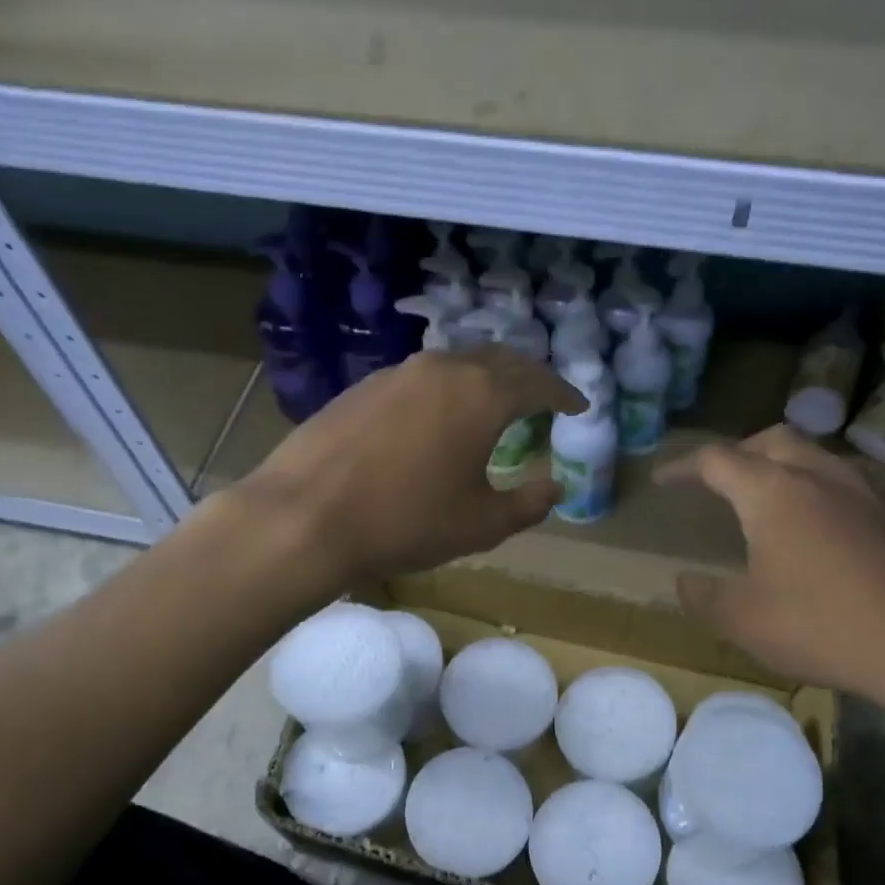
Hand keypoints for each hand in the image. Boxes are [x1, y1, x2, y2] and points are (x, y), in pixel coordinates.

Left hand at [237, 346, 584, 583]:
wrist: (306, 517)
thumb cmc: (406, 523)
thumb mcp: (480, 524)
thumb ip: (528, 504)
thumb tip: (554, 487)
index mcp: (483, 395)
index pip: (539, 382)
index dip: (564, 394)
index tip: (578, 406)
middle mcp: (443, 369)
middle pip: (500, 360)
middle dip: (528, 377)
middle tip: (542, 399)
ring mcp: (398, 373)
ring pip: (457, 363)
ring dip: (484, 379)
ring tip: (493, 404)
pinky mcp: (363, 387)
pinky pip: (421, 378)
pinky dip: (446, 389)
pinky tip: (437, 416)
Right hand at [656, 426, 884, 717]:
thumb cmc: (823, 626)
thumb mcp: (743, 620)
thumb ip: (704, 596)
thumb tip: (684, 581)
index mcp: (773, 492)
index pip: (717, 460)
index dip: (684, 467)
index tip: (664, 480)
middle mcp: (819, 477)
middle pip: (771, 441)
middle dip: (737, 453)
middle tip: (718, 479)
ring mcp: (866, 492)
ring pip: (814, 458)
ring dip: (781, 467)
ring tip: (766, 499)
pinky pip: (845, 486)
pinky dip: (816, 492)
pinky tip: (819, 531)